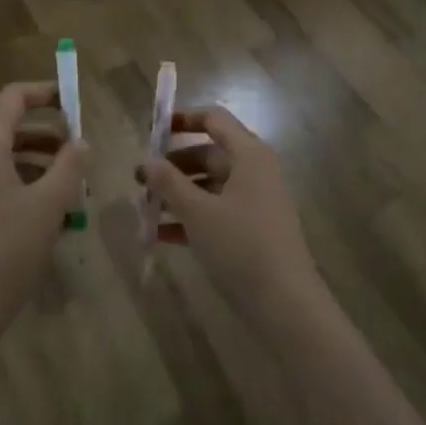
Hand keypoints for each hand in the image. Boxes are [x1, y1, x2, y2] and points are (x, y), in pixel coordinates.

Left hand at [0, 82, 88, 343]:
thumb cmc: (6, 248)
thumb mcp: (49, 204)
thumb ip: (70, 166)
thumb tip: (81, 143)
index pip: (12, 98)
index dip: (44, 93)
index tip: (74, 102)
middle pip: (10, 130)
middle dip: (49, 136)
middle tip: (80, 153)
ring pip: (7, 162)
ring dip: (41, 167)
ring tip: (74, 190)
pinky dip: (27, 190)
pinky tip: (54, 221)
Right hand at [141, 106, 325, 329]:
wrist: (286, 305)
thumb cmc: (241, 245)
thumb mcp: (198, 212)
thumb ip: (169, 182)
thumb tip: (147, 159)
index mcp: (248, 154)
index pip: (214, 120)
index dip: (182, 120)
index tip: (152, 131)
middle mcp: (254, 170)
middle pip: (208, 154)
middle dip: (172, 166)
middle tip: (139, 180)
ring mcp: (254, 201)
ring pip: (209, 186)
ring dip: (177, 194)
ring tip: (144, 208)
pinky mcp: (251, 230)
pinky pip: (215, 212)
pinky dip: (190, 218)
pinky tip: (160, 236)